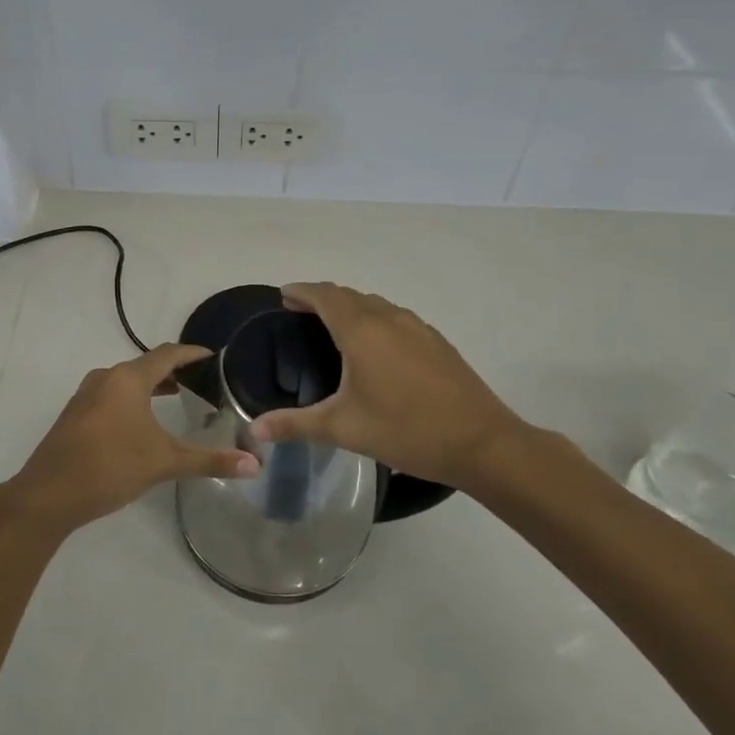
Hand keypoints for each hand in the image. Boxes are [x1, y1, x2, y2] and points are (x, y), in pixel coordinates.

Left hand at [1, 344, 258, 537]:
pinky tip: (142, 422)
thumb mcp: (164, 462)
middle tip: (203, 381)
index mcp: (128, 379)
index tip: (214, 355)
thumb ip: (209, 461)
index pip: (167, 354)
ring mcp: (86, 395)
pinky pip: (112, 395)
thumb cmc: (110, 467)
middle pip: (146, 365)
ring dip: (152, 385)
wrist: (47, 494)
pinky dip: (133, 398)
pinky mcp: (76, 414)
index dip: (192, 353)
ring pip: (127, 380)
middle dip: (174, 370)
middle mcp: (106, 377)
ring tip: (178, 397)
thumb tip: (255, 465)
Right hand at [248, 283, 526, 493]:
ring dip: (350, 306)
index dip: (301, 291)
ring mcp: (417, 327)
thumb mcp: (343, 429)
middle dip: (321, 297)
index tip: (283, 296)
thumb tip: (252, 431)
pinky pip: (395, 317)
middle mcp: (388, 318)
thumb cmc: (406, 430)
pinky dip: (374, 318)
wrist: (482, 443)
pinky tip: (376, 347)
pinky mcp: (436, 341)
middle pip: (348, 295)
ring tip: (333, 326)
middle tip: (300, 311)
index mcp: (361, 331)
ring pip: (374, 304)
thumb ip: (295, 425)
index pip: (324, 295)